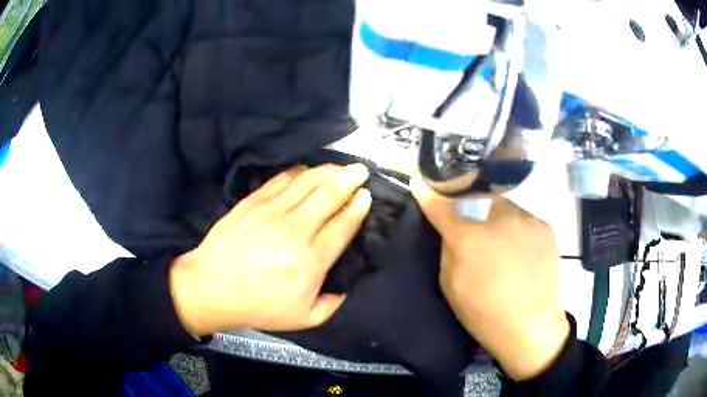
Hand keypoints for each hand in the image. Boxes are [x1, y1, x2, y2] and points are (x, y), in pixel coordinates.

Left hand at [169, 164, 371, 335]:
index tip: (367, 195)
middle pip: (329, 195)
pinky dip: (298, 172)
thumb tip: (347, 286)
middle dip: (350, 179)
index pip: (343, 224)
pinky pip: (281, 180)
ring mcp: (272, 212)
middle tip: (361, 170)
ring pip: (307, 182)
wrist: (213, 288)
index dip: (358, 207)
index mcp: (312, 259)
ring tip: (340, 167)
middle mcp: (296, 230)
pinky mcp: (253, 202)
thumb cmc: (259, 305)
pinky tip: (306, 170)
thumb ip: (333, 304)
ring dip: (327, 171)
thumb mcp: (305, 318)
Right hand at [411, 177, 569, 380]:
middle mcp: (498, 218)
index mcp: (468, 238)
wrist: (530, 325)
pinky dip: (518, 231)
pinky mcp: (545, 225)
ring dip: (498, 220)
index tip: (421, 181)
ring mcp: (526, 219)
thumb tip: (450, 227)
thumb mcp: (451, 286)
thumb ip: (449, 249)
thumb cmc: (484, 313)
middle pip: (478, 198)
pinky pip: (524, 219)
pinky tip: (523, 253)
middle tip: (478, 231)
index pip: (442, 204)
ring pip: (504, 207)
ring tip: (504, 246)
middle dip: (474, 209)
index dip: (430, 192)